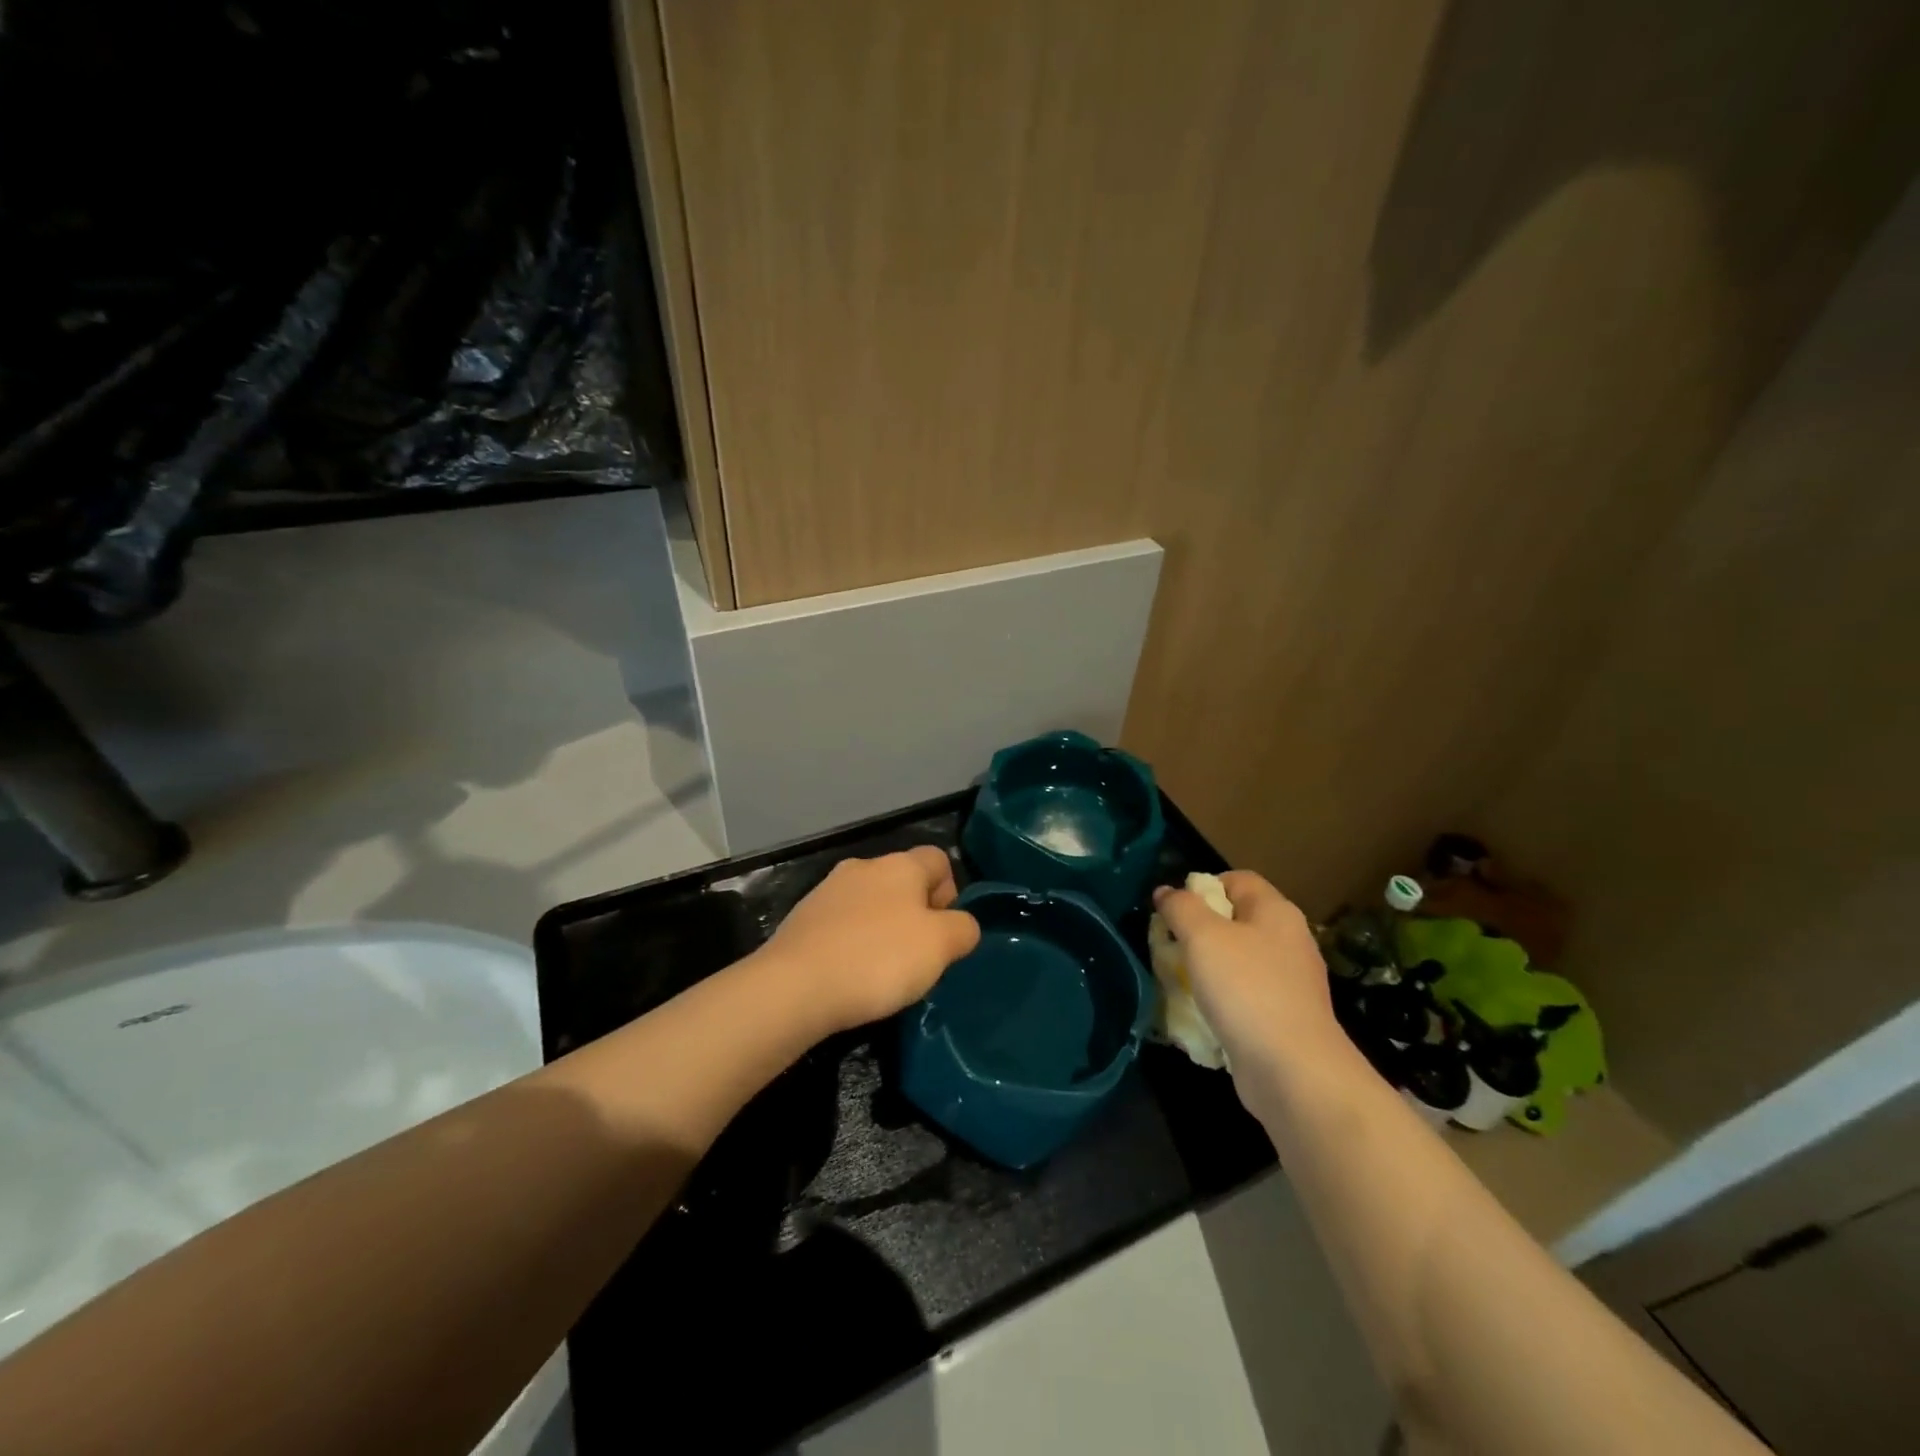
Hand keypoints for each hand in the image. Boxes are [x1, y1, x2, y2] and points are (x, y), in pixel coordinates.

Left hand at [763, 846, 980, 1033]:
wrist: (794, 986)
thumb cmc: (878, 959)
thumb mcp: (941, 946)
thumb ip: (963, 928)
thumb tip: (961, 925)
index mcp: (900, 865)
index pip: (938, 859)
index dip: (951, 893)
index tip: (945, 933)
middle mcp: (863, 866)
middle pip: (904, 882)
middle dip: (916, 914)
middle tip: (919, 957)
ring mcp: (827, 891)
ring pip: (871, 903)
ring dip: (883, 929)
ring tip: (883, 971)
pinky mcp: (802, 918)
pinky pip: (842, 925)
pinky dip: (852, 943)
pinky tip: (850, 975)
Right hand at [1152, 871, 1343, 1079]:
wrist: (1293, 1071)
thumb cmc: (1246, 989)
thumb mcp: (1203, 937)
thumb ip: (1181, 908)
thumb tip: (1165, 891)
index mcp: (1276, 912)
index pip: (1236, 879)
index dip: (1202, 886)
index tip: (1174, 911)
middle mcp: (1289, 940)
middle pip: (1236, 920)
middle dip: (1199, 930)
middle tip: (1170, 946)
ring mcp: (1290, 982)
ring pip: (1238, 960)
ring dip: (1206, 968)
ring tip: (1179, 981)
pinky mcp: (1285, 1018)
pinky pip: (1245, 996)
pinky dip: (1222, 1000)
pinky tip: (1203, 1014)